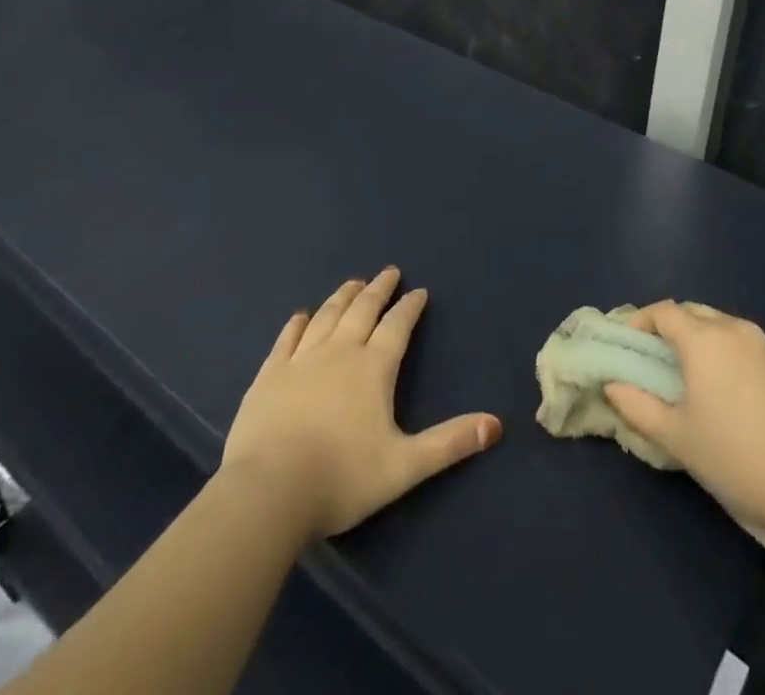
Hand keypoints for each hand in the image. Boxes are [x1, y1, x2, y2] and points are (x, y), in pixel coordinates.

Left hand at [220, 268, 501, 537]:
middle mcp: (339, 352)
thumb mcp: (405, 466)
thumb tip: (496, 426)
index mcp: (373, 368)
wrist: (268, 492)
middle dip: (379, 289)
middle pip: (362, 311)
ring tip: (352, 283)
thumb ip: (450, 443)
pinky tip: (300, 316)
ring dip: (342, 297)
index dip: (410, 307)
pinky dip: (296, 325)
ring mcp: (300, 361)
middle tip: (389, 272)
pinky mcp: (268, 377)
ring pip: (326, 317)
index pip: (397, 326)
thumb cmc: (341, 478)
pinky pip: (286, 340)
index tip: (418, 291)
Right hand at [604, 301, 764, 560]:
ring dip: (697, 338)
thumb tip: (613, 386)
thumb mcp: (676, 437)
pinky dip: (723, 352)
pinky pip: (742, 344)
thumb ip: (638, 406)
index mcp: (705, 338)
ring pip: (720, 325)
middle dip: (669, 327)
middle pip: (693, 312)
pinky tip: (721, 388)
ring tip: (684, 373)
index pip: (664, 311)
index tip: (626, 343)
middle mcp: (735, 329)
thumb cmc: (734, 458)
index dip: (640, 321)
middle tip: (652, 358)